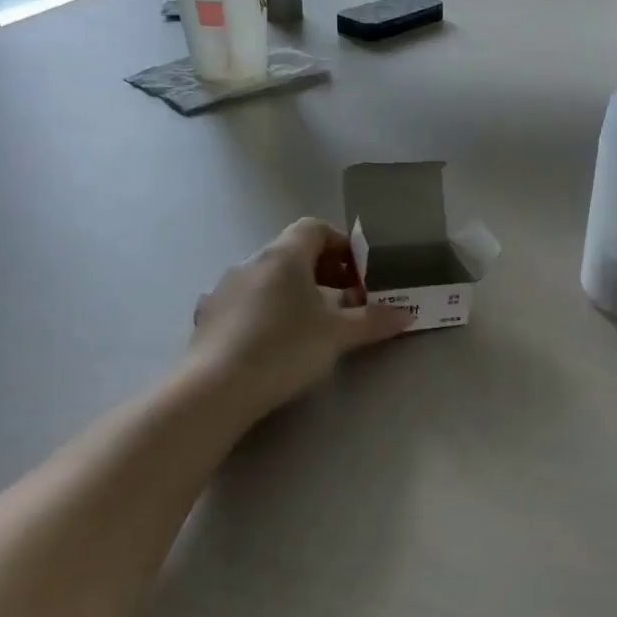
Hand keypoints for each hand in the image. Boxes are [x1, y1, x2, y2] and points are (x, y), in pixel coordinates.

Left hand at [189, 218, 411, 419]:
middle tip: (343, 302)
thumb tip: (407, 314)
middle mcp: (252, 262)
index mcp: (285, 256)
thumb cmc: (285, 348)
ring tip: (309, 324)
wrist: (216, 388)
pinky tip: (271, 342)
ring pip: (267, 277)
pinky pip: (244, 302)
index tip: (358, 275)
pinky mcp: (208, 316)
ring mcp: (224, 288)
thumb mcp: (338, 335)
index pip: (315, 228)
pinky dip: (264, 311)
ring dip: (292, 291)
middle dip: (322, 272)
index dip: (341, 245)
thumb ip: (373, 321)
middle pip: (292, 252)